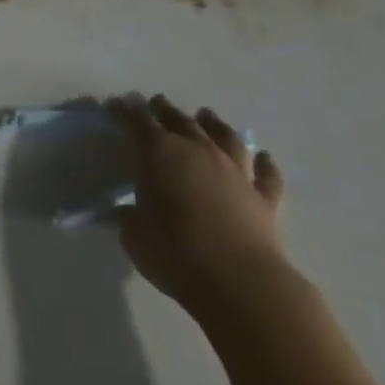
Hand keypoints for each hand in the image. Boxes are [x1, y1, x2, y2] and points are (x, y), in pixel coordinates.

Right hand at [107, 93, 291, 319]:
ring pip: (225, 138)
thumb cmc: (174, 253)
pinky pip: (267, 175)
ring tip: (206, 115)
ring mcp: (236, 173)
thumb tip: (129, 211)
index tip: (117, 104)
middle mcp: (199, 153)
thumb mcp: (135, 235)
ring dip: (214, 125)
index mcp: (159, 154)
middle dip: (165, 110)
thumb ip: (131, 216)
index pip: (138, 123)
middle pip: (181, 122)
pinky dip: (264, 164)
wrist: (240, 283)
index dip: (125, 112)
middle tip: (156, 102)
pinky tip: (263, 157)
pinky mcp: (264, 198)